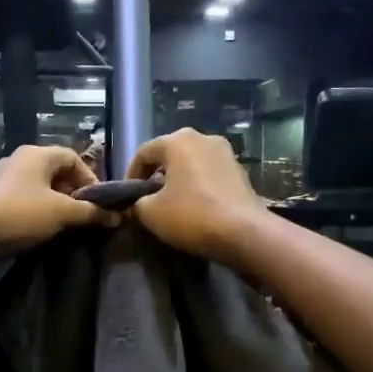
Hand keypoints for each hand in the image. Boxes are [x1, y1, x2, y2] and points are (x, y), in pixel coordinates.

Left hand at [0, 144, 116, 253]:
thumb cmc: (22, 213)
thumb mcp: (62, 213)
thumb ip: (91, 213)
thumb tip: (117, 216)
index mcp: (37, 154)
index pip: (72, 157)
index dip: (90, 178)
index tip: (97, 202)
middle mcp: (19, 159)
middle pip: (55, 171)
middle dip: (72, 192)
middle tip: (82, 215)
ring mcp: (2, 177)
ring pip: (38, 186)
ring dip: (54, 202)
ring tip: (62, 224)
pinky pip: (22, 198)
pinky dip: (35, 209)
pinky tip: (38, 228)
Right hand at [127, 128, 267, 263]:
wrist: (245, 233)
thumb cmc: (192, 216)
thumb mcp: (151, 213)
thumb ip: (136, 203)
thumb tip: (136, 204)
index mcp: (178, 140)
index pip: (144, 152)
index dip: (130, 174)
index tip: (126, 197)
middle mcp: (203, 138)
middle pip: (169, 154)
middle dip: (155, 175)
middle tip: (147, 199)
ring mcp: (226, 153)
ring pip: (191, 163)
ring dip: (178, 180)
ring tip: (170, 204)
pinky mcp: (240, 171)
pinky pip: (209, 174)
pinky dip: (197, 186)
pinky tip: (195, 207)